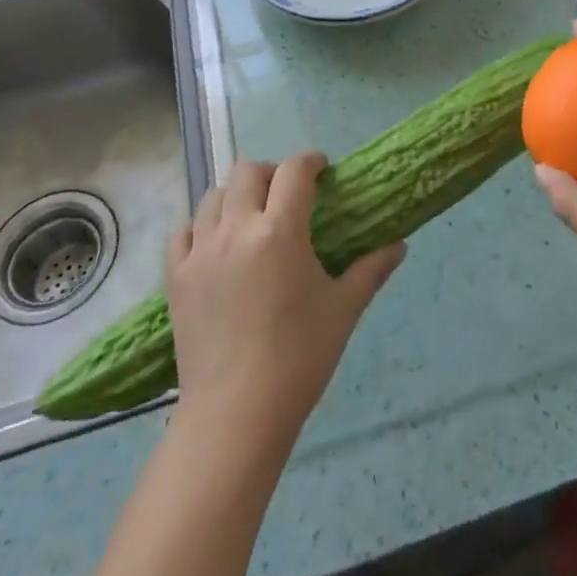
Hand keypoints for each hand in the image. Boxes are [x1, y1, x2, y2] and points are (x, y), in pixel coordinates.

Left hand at [167, 153, 404, 444]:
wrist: (236, 414)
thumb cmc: (299, 358)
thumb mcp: (343, 309)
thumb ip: (371, 269)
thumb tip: (399, 245)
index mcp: (280, 230)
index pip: (294, 170)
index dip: (310, 161)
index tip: (322, 170)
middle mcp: (237, 228)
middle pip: (249, 171)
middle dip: (272, 173)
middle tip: (287, 195)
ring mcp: (201, 250)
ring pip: (213, 196)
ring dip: (236, 196)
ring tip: (251, 217)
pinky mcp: (176, 276)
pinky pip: (184, 231)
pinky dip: (200, 227)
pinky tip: (215, 244)